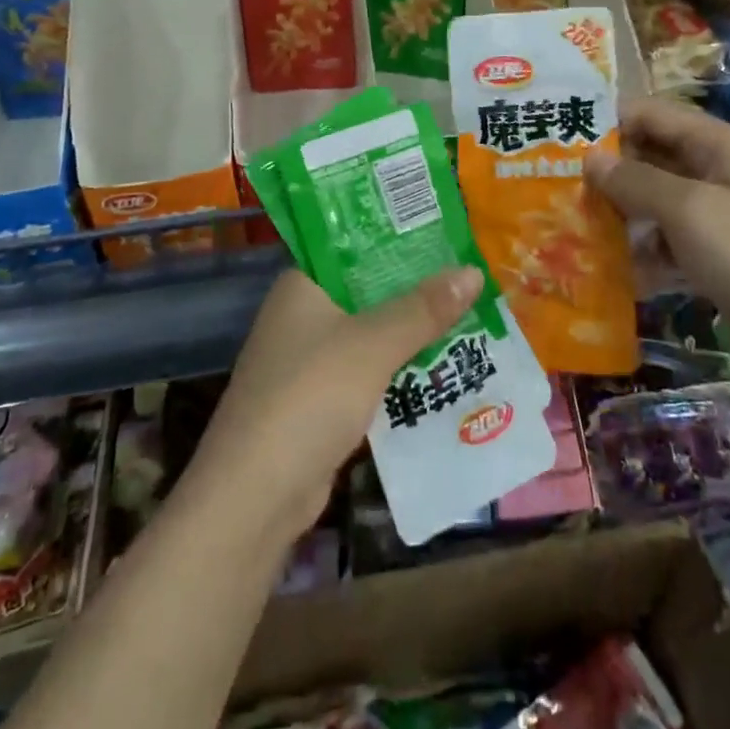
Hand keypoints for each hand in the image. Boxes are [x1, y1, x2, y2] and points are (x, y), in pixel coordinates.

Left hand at [183, 265, 485, 545]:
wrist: (255, 497)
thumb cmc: (310, 396)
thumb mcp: (373, 345)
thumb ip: (423, 308)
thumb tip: (474, 270)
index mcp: (303, 285)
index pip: (354, 245)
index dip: (398, 237)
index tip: (446, 231)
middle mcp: (302, 315)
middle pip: (368, 291)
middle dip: (416, 288)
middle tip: (471, 273)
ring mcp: (309, 361)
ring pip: (371, 334)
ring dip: (412, 331)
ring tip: (470, 313)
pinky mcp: (320, 403)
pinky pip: (370, 373)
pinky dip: (400, 370)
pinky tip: (442, 367)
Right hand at [583, 96, 729, 382]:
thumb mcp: (688, 210)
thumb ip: (635, 180)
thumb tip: (590, 159)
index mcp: (720, 146)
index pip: (654, 114)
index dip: (609, 120)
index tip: (560, 138)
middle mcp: (721, 174)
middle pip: (654, 158)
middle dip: (610, 171)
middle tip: (558, 187)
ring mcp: (724, 219)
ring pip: (659, 204)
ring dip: (622, 214)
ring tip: (575, 228)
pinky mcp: (722, 260)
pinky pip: (672, 244)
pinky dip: (645, 253)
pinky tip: (614, 272)